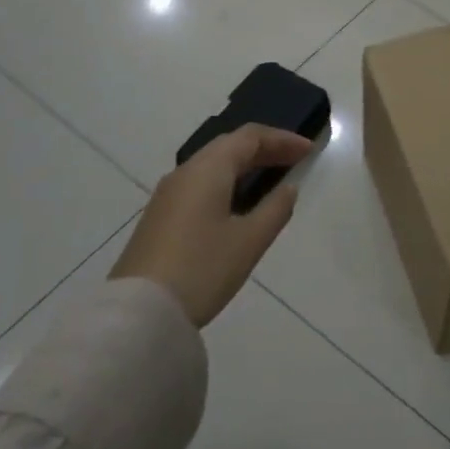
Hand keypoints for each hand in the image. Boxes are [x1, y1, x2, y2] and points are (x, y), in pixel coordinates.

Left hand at [111, 124, 312, 326]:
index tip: (309, 150)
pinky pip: (201, 183)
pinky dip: (228, 181)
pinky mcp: (161, 216)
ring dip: (245, 165)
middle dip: (265, 148)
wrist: (139, 311)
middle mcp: (185, 172)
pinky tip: (240, 202)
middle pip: (229, 146)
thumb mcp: (250, 241)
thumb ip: (276, 209)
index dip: (282, 139)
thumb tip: (288, 188)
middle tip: (295, 161)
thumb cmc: (202, 269)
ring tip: (273, 179)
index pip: (250, 136)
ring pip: (213, 164)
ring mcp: (168, 194)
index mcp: (208, 169)